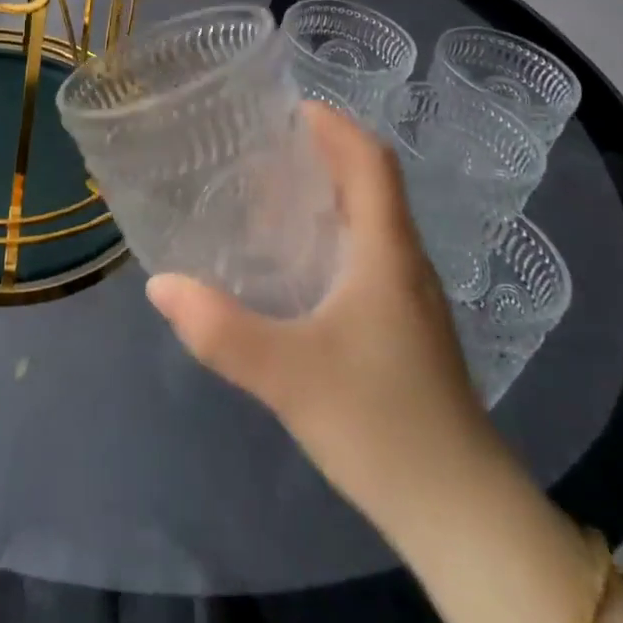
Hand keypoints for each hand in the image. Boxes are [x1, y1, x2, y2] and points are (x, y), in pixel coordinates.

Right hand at [145, 103, 493, 530]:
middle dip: (319, 154)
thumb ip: (220, 330)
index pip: (371, 161)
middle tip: (259, 148)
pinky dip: (329, 237)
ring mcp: (410, 298)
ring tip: (264, 196)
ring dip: (324, 196)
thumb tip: (160, 285)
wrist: (462, 515)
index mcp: (387, 252)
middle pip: (369, 184)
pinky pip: (366, 256)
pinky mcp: (405, 329)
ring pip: (367, 222)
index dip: (335, 125)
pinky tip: (292, 267)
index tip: (287, 107)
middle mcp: (404, 262)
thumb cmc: (382, 424)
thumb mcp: (288, 376)